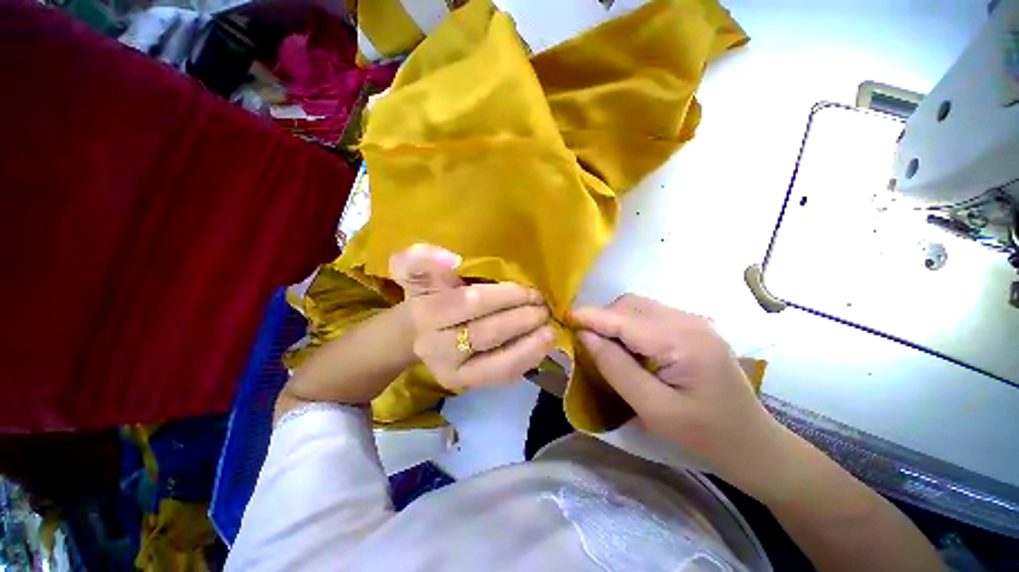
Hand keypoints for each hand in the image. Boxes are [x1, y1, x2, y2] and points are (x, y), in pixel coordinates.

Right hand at [390, 244, 554, 389]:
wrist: (417, 335)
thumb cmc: (427, 297)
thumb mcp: (417, 271)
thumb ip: (424, 259)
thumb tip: (453, 260)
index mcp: (425, 312)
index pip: (472, 303)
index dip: (507, 297)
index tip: (532, 291)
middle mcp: (434, 346)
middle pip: (487, 332)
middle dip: (523, 319)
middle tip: (544, 308)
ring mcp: (449, 371)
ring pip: (497, 363)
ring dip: (530, 345)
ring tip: (550, 330)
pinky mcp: (463, 385)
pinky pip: (499, 378)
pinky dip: (526, 362)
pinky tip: (542, 349)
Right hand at [572, 294, 787, 488]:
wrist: (753, 444)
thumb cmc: (704, 435)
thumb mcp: (654, 409)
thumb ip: (616, 368)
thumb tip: (585, 336)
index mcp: (682, 341)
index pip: (623, 318)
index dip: (590, 317)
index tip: (564, 320)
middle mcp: (689, 321)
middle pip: (630, 305)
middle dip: (602, 318)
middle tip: (586, 342)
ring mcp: (694, 321)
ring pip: (638, 306)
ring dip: (615, 320)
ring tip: (605, 346)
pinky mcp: (693, 328)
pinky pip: (650, 315)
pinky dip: (630, 324)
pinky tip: (629, 347)